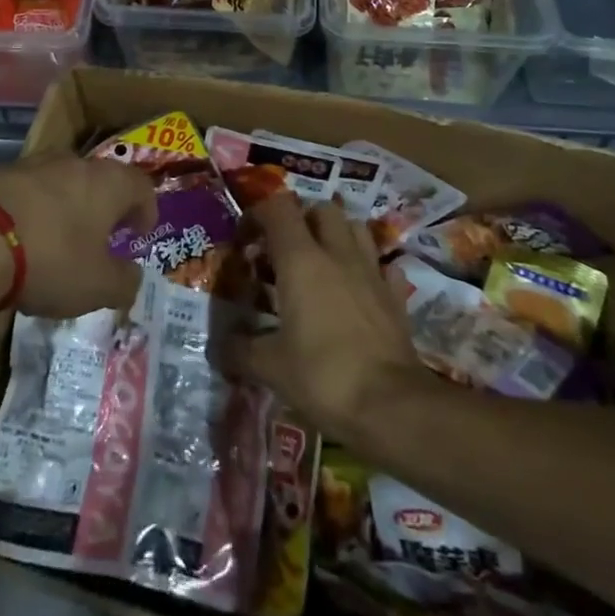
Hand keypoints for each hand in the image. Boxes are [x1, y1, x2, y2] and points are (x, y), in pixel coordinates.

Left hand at [0, 148, 156, 318]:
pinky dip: (33, 210)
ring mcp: (34, 164)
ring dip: (67, 206)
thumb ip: (123, 282)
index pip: (141, 186)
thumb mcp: (97, 286)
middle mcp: (75, 163)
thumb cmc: (51, 258)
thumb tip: (133, 277)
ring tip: (60, 238)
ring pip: (62, 182)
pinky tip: (22, 238)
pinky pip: (28, 191)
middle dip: (105, 206)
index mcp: (108, 183)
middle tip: (103, 236)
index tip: (140, 233)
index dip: (146, 209)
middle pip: (101, 179)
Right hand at [222, 196, 419, 441]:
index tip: (246, 240)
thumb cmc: (324, 376)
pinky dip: (369, 269)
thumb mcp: (271, 368)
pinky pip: (383, 266)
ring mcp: (372, 271)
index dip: (258, 215)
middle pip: (321, 210)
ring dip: (337, 237)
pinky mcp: (397, 296)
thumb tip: (218, 348)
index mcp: (300, 260)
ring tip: (323, 264)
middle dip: (302, 221)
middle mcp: (337, 253)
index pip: (277, 208)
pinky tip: (360, 290)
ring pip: (355, 228)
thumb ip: (240, 351)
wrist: (393, 407)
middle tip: (286, 252)